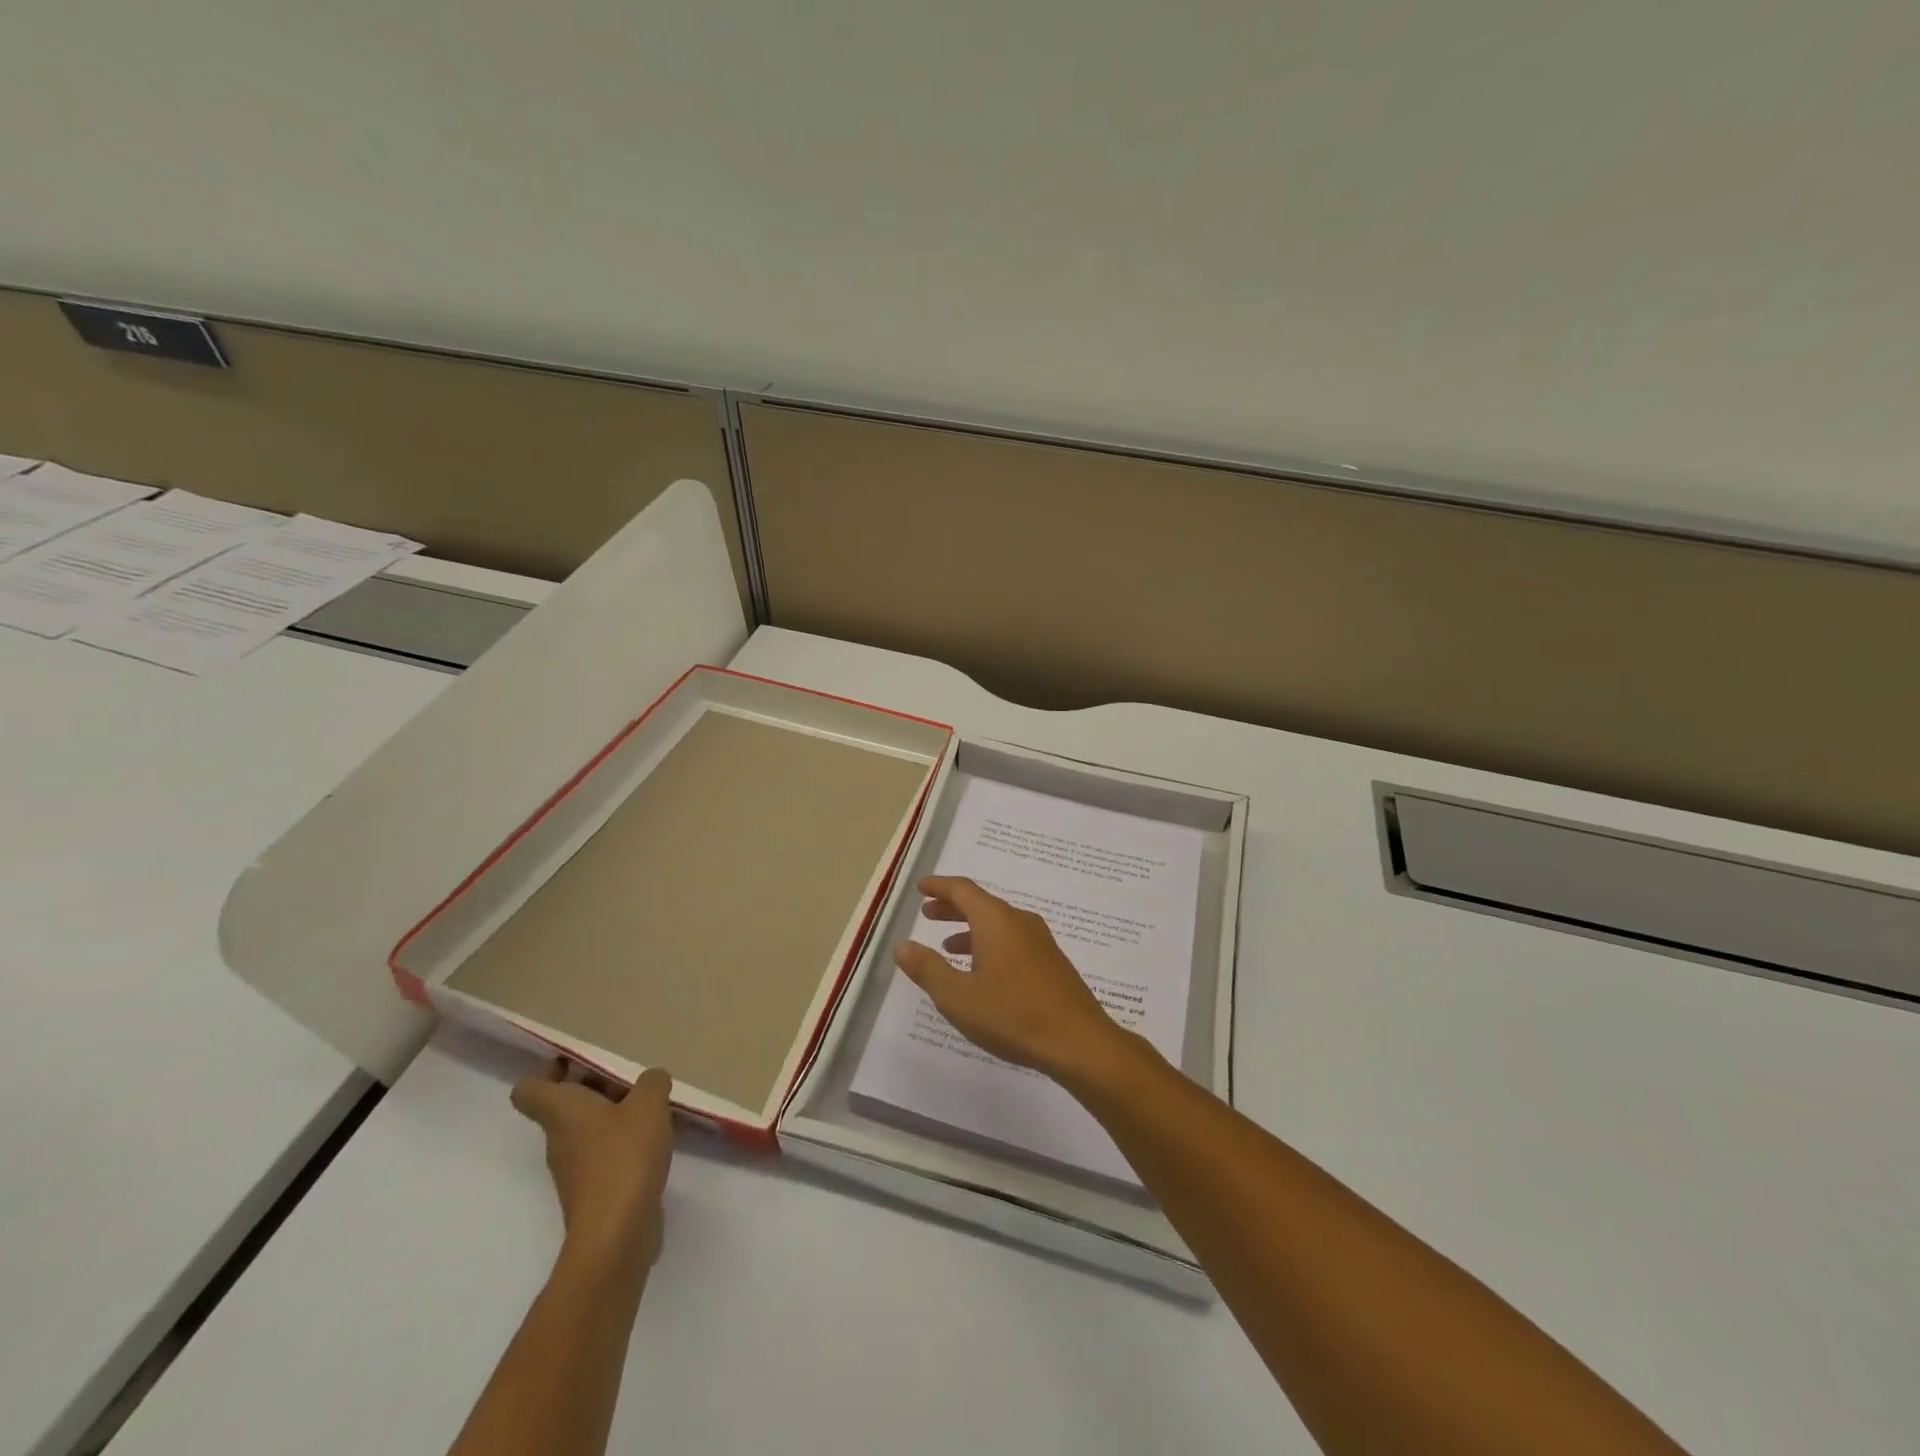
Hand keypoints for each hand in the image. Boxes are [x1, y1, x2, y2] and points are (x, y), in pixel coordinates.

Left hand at [511, 1061, 674, 1267]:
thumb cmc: (624, 1156)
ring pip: (585, 1131)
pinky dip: (622, 1145)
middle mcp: (559, 1139)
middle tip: (628, 1079)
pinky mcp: (592, 1193)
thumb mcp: (649, 1103)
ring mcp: (573, 1170)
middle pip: (564, 1106)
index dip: (546, 1072)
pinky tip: (652, 1142)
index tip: (575, 1061)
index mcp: (561, 1112)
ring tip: (648, 1108)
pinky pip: (602, 1156)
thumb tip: (650, 1081)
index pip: (529, 1089)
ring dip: (611, 1116)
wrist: (616, 1234)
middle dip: (593, 1089)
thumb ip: (651, 1082)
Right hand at [893, 875, 1130, 1082]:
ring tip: (948, 947)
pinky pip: (1013, 941)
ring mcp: (1040, 942)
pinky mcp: (1051, 963)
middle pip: (981, 904)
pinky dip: (990, 945)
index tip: (921, 887)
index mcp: (996, 920)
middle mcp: (1020, 922)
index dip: (939, 886)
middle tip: (928, 914)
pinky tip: (983, 973)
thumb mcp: (958, 996)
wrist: (1078, 1041)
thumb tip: (902, 945)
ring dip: (971, 929)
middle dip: (952, 907)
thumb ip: (928, 969)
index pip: (963, 890)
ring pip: (998, 924)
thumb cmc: (1013, 1014)